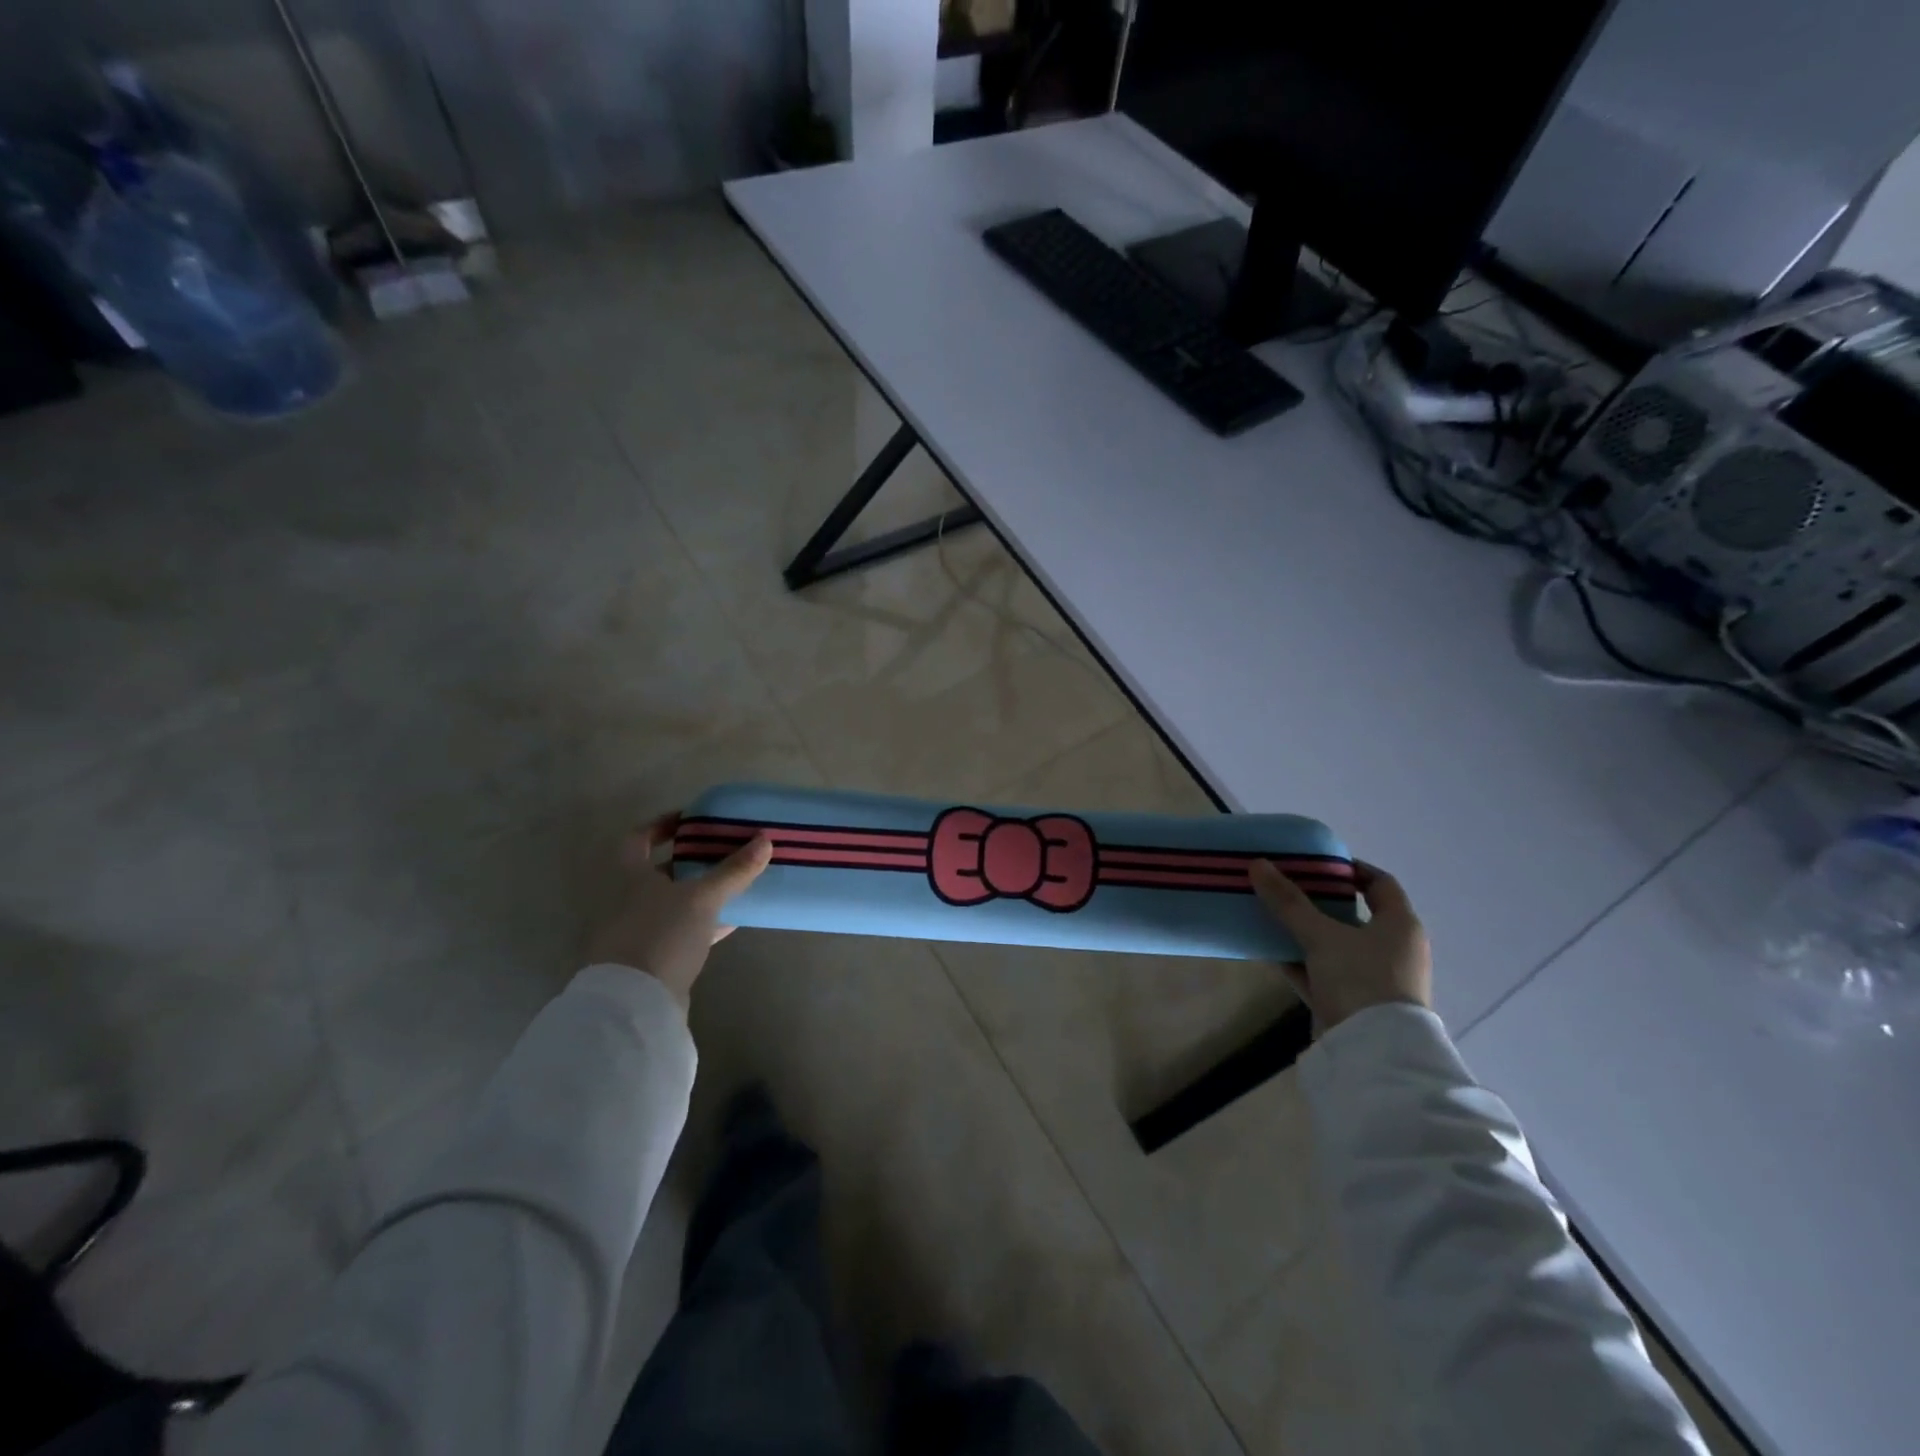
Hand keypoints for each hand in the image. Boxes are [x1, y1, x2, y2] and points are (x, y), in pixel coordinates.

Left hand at [585, 813, 772, 1005]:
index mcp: (629, 876)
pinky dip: (704, 922)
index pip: (639, 838)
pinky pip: (681, 931)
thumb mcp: (702, 898)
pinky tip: (731, 921)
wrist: (634, 1004)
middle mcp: (627, 900)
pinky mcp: (652, 959)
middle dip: (691, 860)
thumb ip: (733, 870)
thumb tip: (765, 839)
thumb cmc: (661, 935)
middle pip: (659, 871)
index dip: (662, 825)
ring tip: (735, 882)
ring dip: (700, 892)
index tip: (692, 820)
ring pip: (673, 902)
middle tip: (724, 850)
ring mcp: (637, 931)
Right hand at [1249, 858, 1431, 1031]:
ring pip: (1336, 945)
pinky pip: (1324, 972)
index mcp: (1400, 925)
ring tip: (1272, 915)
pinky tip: (1271, 951)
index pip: (1380, 884)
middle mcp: (1394, 949)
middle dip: (1319, 901)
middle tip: (1286, 887)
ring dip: (1306, 932)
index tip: (1317, 863)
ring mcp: (1375, 978)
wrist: (1373, 1052)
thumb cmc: (1360, 979)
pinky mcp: (1355, 1002)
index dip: (1351, 869)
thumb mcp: (1321, 935)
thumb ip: (1288, 902)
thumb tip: (1258, 864)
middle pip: (1354, 915)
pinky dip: (1302, 961)